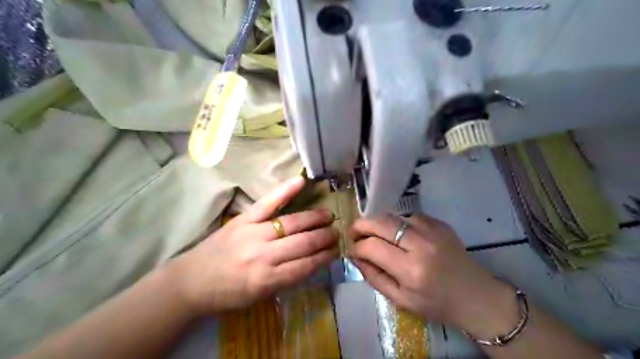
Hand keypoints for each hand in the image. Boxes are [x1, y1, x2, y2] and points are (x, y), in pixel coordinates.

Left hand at [170, 177, 339, 314]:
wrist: (190, 281)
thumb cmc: (227, 294)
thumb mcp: (259, 296)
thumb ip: (286, 279)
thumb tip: (312, 262)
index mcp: (267, 280)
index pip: (306, 266)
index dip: (324, 257)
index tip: (336, 251)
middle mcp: (264, 256)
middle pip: (303, 243)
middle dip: (324, 237)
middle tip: (337, 232)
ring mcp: (253, 233)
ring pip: (292, 223)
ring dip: (314, 219)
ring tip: (328, 216)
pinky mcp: (243, 219)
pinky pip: (268, 203)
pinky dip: (285, 191)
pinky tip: (301, 181)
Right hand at [350, 213, 518, 332]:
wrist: (476, 295)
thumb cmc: (436, 303)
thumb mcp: (400, 299)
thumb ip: (374, 276)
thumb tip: (355, 256)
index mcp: (411, 270)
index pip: (372, 246)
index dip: (356, 246)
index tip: (352, 250)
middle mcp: (421, 244)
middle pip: (381, 222)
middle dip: (361, 225)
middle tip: (354, 232)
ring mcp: (432, 229)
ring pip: (393, 216)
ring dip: (379, 224)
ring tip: (376, 236)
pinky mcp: (439, 222)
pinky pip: (408, 217)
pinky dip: (397, 224)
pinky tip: (399, 236)